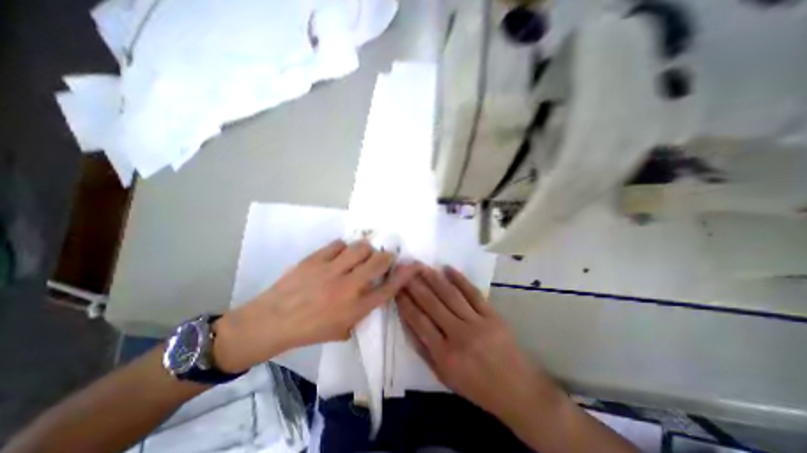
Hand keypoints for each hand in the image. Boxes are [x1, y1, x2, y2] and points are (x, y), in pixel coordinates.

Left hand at [210, 238, 418, 372]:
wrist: (271, 322)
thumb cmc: (309, 330)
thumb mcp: (341, 329)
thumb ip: (361, 312)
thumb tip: (372, 294)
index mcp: (356, 308)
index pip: (389, 287)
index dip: (405, 274)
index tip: (414, 265)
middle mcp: (349, 287)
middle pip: (379, 261)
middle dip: (387, 256)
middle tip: (384, 256)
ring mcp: (331, 270)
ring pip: (361, 247)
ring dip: (366, 249)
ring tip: (361, 254)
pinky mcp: (316, 259)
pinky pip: (338, 244)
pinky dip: (344, 247)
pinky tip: (340, 254)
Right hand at [396, 265, 562, 421]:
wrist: (517, 390)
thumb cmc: (477, 387)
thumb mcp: (444, 377)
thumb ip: (424, 350)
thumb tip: (408, 323)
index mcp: (444, 355)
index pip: (419, 321)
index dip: (406, 303)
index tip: (397, 288)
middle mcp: (459, 335)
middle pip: (432, 304)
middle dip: (415, 285)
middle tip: (405, 270)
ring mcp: (477, 322)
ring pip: (450, 295)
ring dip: (433, 278)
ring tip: (421, 266)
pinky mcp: (492, 315)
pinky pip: (473, 293)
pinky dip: (460, 279)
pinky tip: (448, 268)